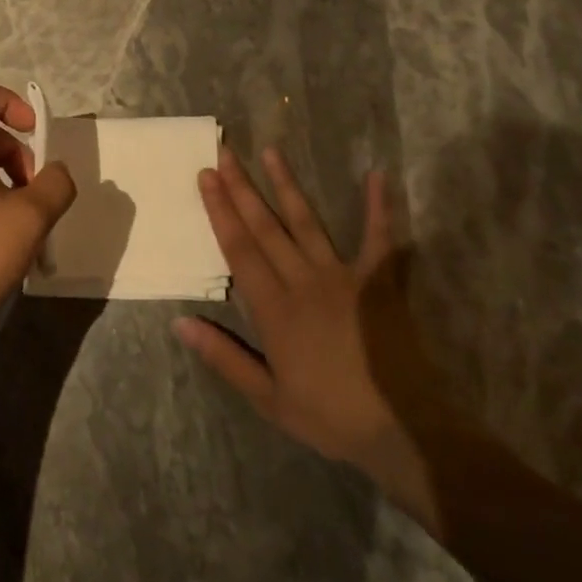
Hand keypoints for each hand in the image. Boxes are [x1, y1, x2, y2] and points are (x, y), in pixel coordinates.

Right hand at [174, 146, 445, 536]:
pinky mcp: (377, 281)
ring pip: (306, 222)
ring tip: (271, 151)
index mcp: (274, 308)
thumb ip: (224, 357)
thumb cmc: (329, 416)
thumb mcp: (267, 398)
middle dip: (241, 187)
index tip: (205, 176)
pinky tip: (376, 175)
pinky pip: (378, 238)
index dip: (220, 210)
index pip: (239, 248)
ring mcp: (342, 276)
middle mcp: (302, 281)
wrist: (401, 429)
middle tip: (224, 152)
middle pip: (265, 226)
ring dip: (287, 185)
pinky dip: (378, 207)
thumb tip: (180, 322)